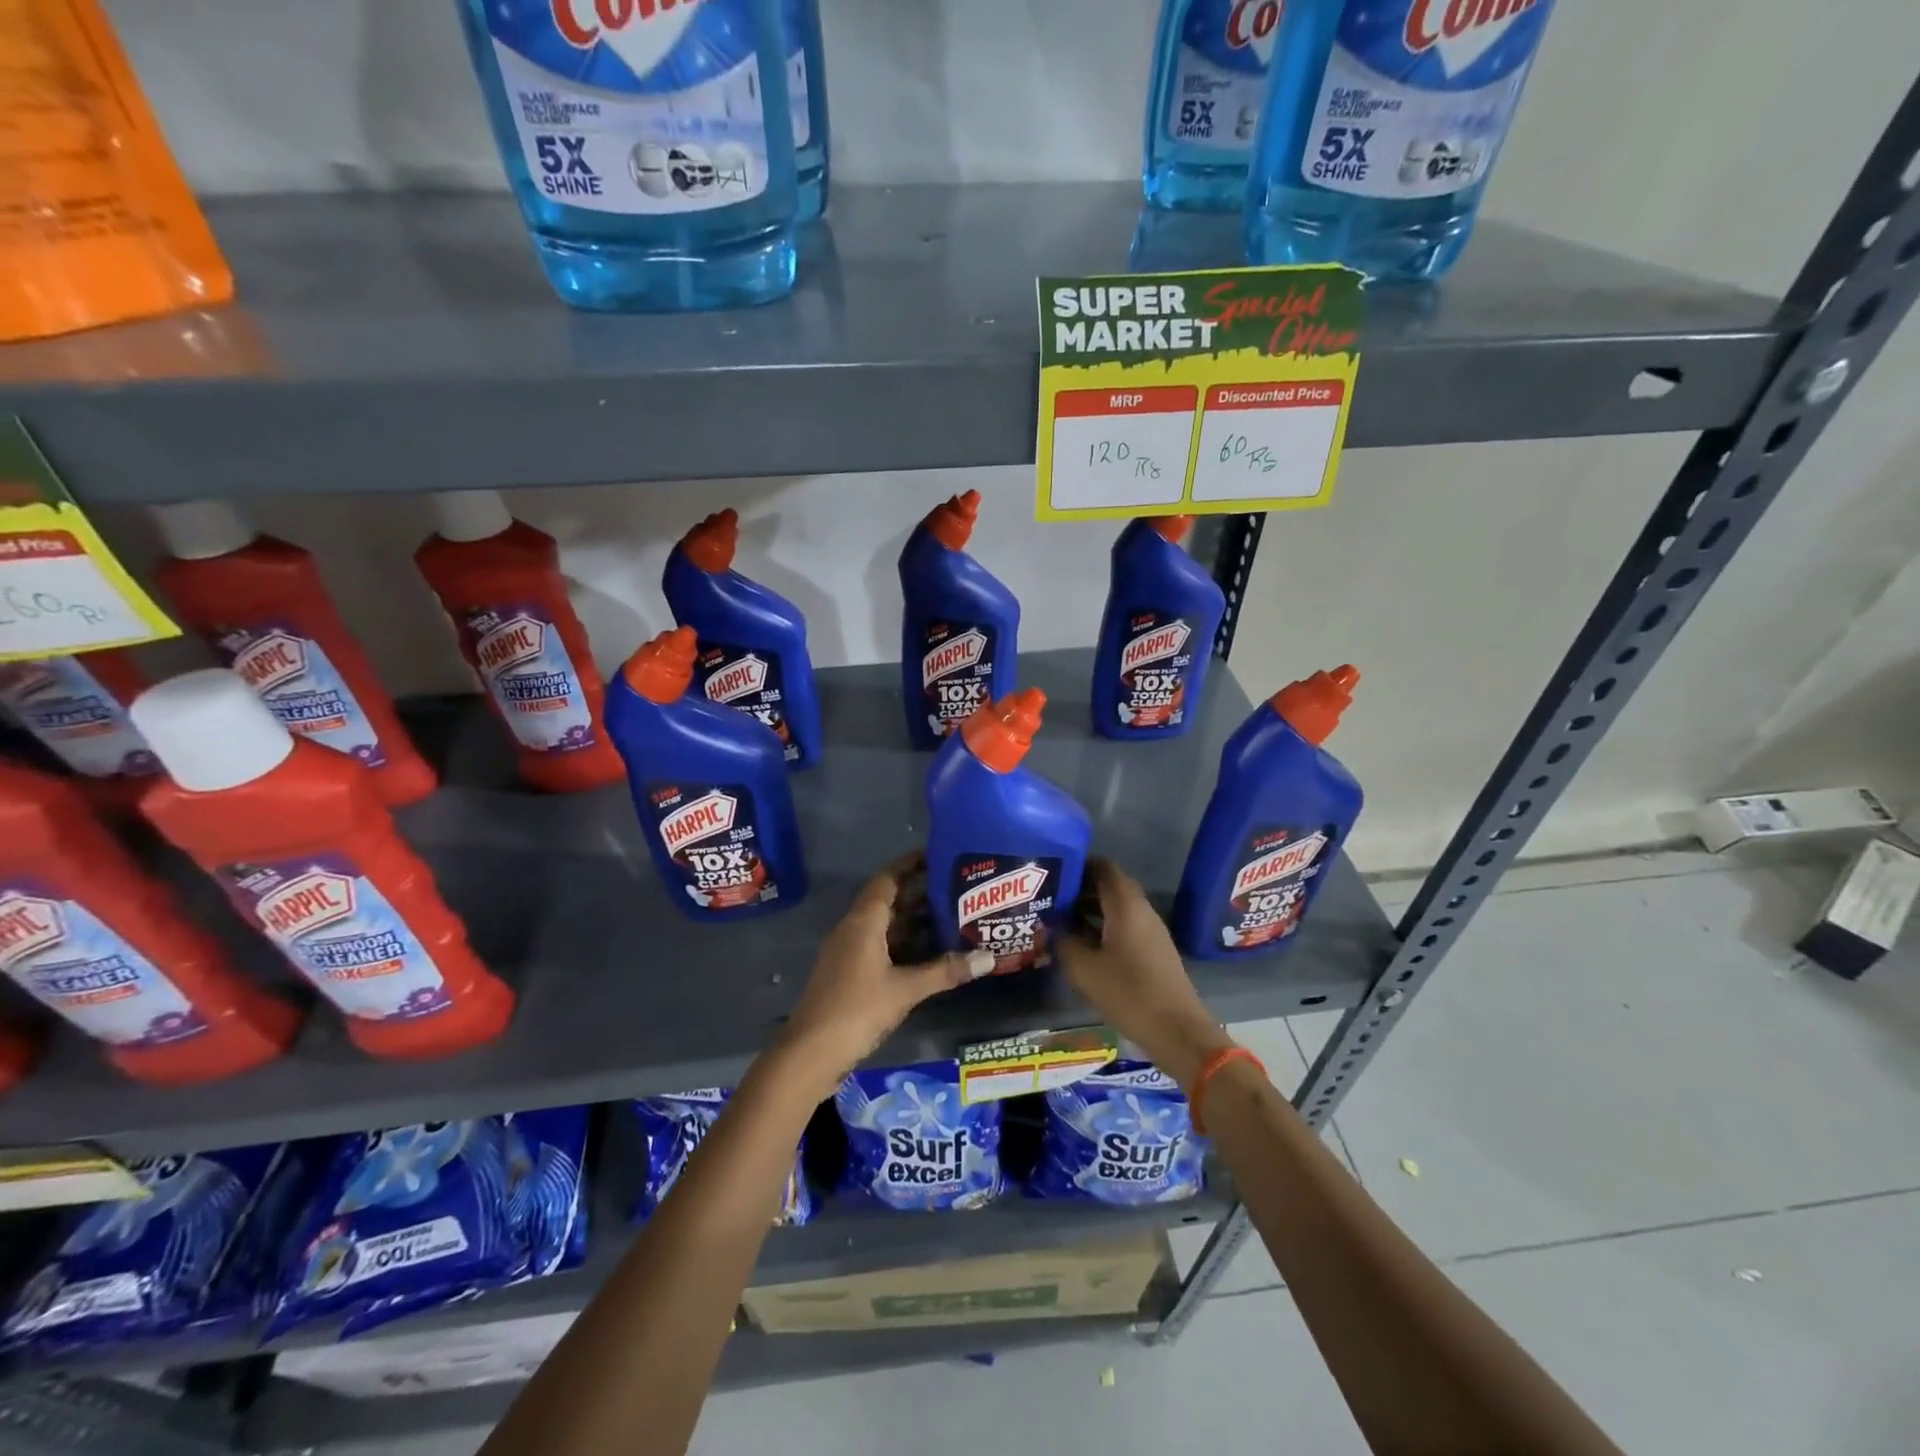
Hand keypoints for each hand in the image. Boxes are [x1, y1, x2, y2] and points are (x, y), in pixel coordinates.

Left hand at [775, 854, 992, 1091]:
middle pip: (888, 900)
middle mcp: (853, 928)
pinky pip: (880, 946)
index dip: (910, 864)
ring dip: (913, 920)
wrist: (810, 1054)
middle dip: (919, 892)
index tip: (938, 854)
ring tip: (951, 915)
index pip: (888, 878)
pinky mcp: (850, 974)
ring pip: (885, 925)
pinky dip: (904, 943)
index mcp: (863, 921)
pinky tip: (929, 952)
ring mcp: (849, 952)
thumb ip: (946, 971)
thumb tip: (988, 958)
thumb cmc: (857, 1010)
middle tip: (956, 887)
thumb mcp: (906, 989)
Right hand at [1058, 858, 1232, 1089]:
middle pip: (1109, 885)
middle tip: (1050, 897)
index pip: (1102, 866)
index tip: (1053, 871)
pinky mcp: (1153, 950)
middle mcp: (1141, 910)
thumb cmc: (1129, 993)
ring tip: (1059, 920)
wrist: (1177, 1031)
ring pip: (1117, 907)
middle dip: (1080, 888)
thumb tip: (1048, 925)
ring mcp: (1151, 930)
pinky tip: (1082, 944)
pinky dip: (1103, 926)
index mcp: (1125, 905)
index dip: (1078, 864)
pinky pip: (1124, 926)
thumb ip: (1063, 941)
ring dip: (1090, 909)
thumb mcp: (1084, 969)